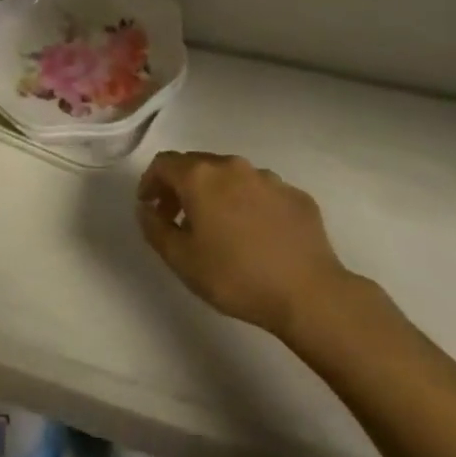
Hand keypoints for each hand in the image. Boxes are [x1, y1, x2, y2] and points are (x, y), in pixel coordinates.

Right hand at [136, 151, 351, 340]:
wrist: (309, 293)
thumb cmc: (235, 276)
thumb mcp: (181, 260)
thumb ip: (155, 228)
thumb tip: (146, 208)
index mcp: (201, 176)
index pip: (164, 163)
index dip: (150, 182)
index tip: (149, 206)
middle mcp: (233, 166)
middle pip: (197, 165)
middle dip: (181, 186)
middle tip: (177, 217)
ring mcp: (269, 178)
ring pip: (231, 177)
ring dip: (216, 194)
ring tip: (218, 228)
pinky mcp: (296, 195)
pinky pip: (261, 192)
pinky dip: (248, 205)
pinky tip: (254, 235)